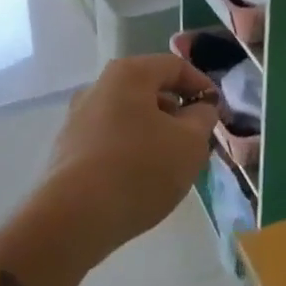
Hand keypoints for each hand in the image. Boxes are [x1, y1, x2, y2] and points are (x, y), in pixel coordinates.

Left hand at [40, 55, 219, 259]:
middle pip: (149, 90)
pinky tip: (141, 180)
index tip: (217, 110)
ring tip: (171, 164)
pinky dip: (131, 150)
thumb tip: (199, 109)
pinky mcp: (67, 150)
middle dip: (177, 112)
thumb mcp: (189, 143)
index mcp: (129, 74)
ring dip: (154, 133)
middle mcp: (99, 87)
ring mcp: (78, 119)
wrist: (72, 220)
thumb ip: (203, 118)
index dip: (202, 85)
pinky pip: (110, 139)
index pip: (174, 66)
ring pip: (129, 116)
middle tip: (197, 139)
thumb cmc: (139, 169)